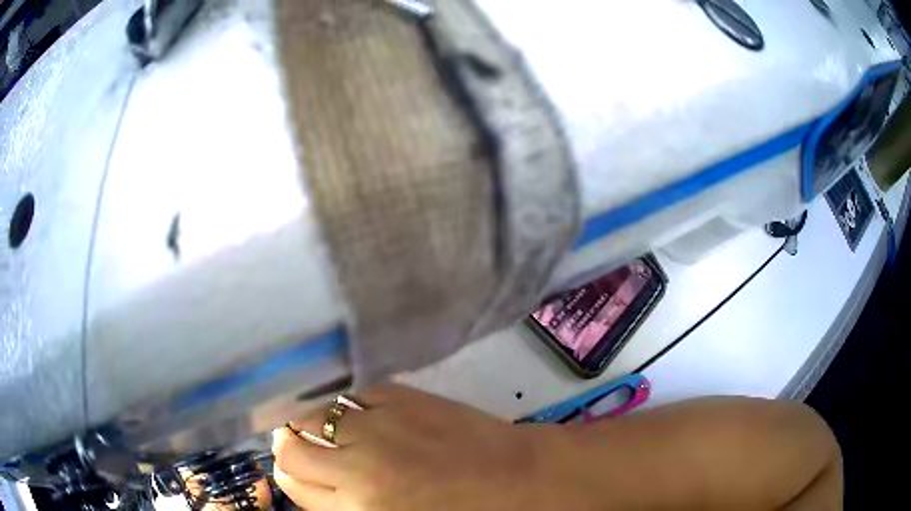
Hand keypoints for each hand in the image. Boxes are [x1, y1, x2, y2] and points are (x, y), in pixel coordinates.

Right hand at [271, 384, 559, 510]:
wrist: (517, 479)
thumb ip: (345, 504)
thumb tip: (309, 477)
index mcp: (356, 509)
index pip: (291, 484)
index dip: (289, 474)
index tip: (295, 468)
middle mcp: (356, 468)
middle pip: (290, 448)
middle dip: (290, 445)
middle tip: (303, 443)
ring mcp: (377, 426)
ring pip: (310, 413)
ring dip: (309, 418)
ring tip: (325, 423)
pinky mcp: (399, 395)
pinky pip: (349, 391)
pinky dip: (343, 398)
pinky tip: (352, 405)